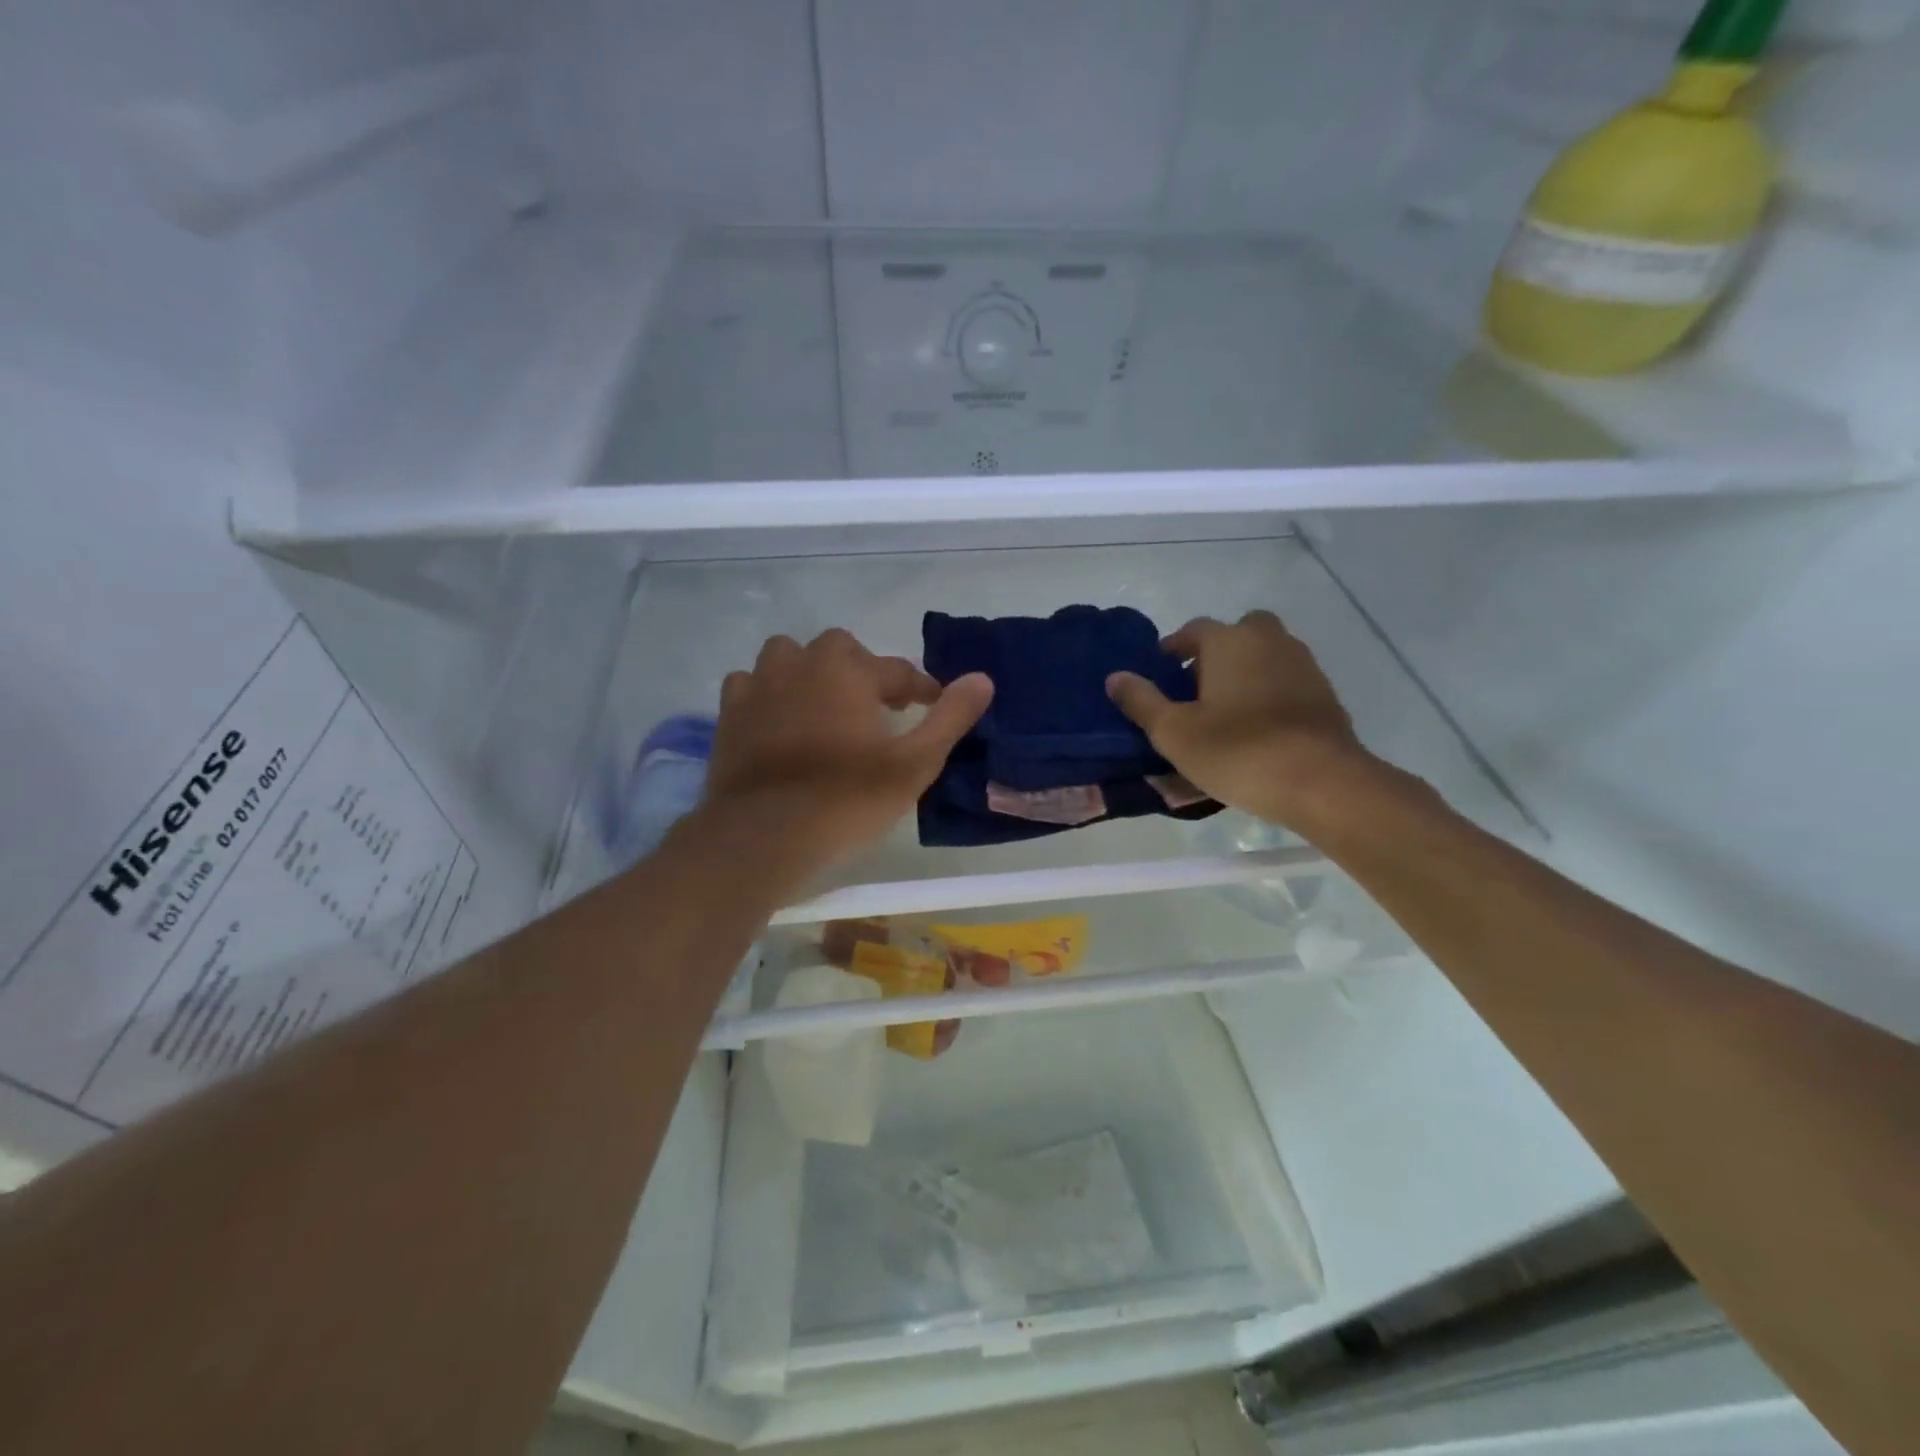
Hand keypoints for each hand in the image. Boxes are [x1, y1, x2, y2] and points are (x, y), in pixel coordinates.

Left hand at [701, 628, 992, 884]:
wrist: (763, 836)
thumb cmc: (847, 799)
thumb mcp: (913, 764)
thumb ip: (949, 718)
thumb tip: (982, 679)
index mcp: (848, 670)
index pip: (897, 669)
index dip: (921, 689)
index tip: (932, 706)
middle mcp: (801, 663)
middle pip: (841, 650)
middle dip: (864, 672)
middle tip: (880, 709)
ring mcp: (759, 685)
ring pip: (789, 657)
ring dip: (812, 673)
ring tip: (827, 707)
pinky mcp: (729, 713)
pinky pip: (752, 685)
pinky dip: (770, 694)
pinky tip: (780, 720)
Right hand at [1106, 611, 1380, 830]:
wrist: (1322, 782)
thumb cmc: (1237, 751)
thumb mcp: (1174, 732)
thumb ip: (1141, 701)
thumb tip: (1115, 677)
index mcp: (1228, 641)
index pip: (1193, 630)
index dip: (1172, 650)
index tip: (1160, 675)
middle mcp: (1268, 640)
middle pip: (1237, 634)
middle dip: (1215, 653)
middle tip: (1197, 689)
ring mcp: (1303, 665)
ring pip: (1266, 656)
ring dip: (1245, 672)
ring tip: (1226, 712)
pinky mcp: (1324, 694)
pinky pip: (1286, 682)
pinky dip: (1270, 694)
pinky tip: (1260, 729)